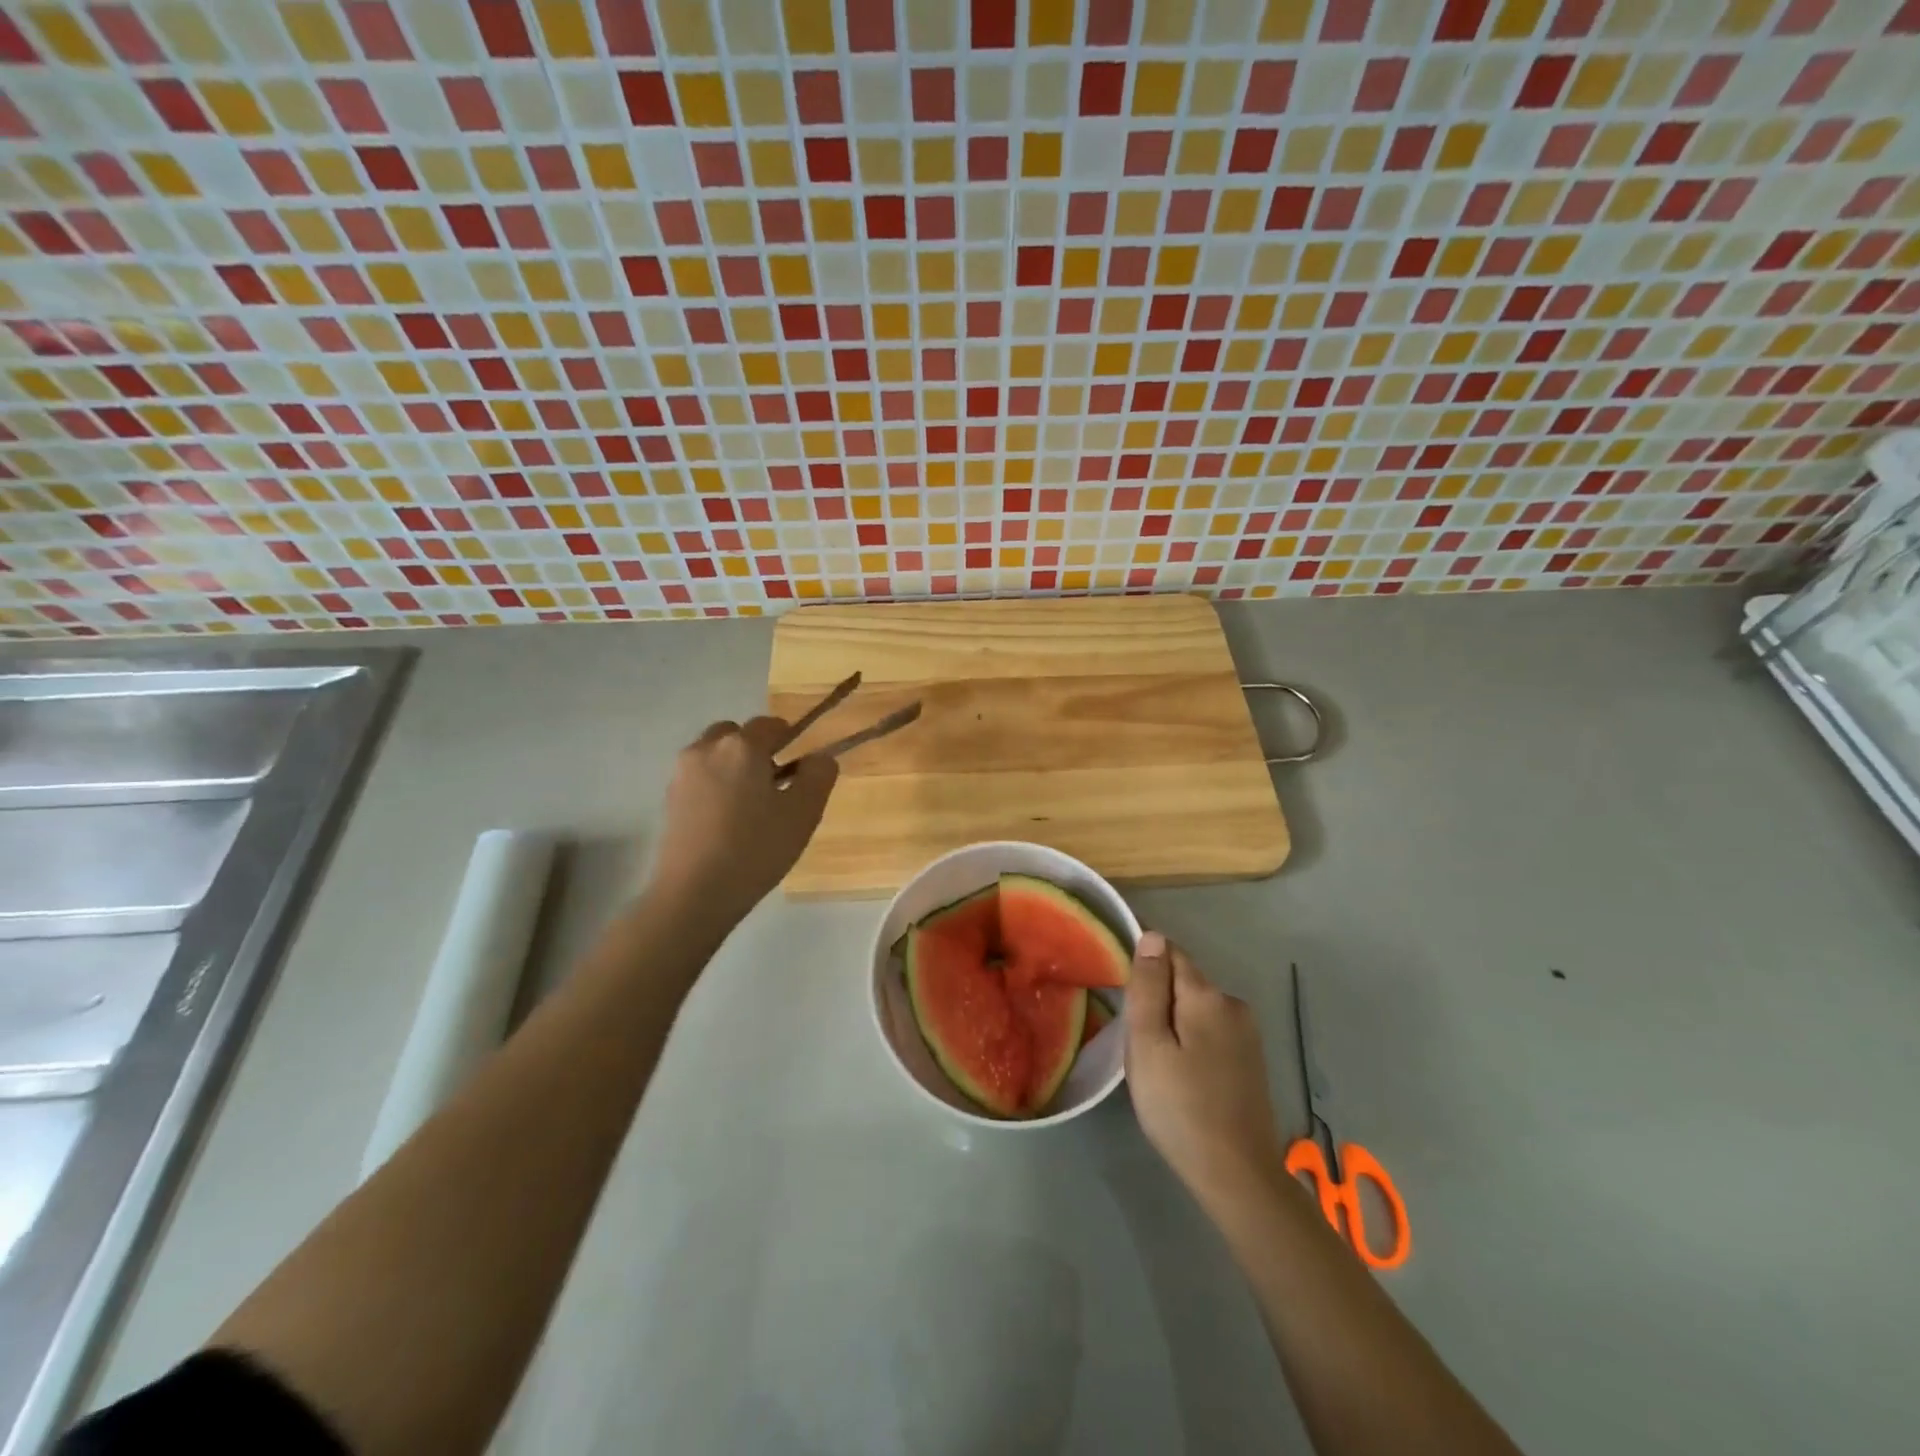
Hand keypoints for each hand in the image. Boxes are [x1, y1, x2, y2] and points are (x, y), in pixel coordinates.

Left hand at [649, 717, 837, 924]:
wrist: (693, 893)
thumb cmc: (756, 849)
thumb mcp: (803, 813)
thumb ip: (818, 775)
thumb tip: (819, 757)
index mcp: (742, 747)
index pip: (770, 725)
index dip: (789, 738)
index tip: (799, 766)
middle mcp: (707, 749)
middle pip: (736, 734)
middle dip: (755, 749)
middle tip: (774, 784)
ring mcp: (682, 773)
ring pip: (714, 754)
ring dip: (733, 766)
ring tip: (749, 806)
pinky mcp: (669, 798)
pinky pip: (699, 777)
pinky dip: (715, 785)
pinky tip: (726, 821)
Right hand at [1126, 932, 1288, 1215]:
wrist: (1237, 1176)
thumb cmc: (1180, 1107)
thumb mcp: (1148, 1044)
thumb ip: (1149, 986)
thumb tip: (1153, 935)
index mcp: (1207, 996)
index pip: (1170, 951)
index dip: (1143, 960)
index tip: (1118, 984)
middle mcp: (1233, 1004)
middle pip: (1184, 980)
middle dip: (1157, 995)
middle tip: (1133, 1038)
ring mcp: (1247, 1034)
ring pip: (1196, 1007)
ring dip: (1173, 1019)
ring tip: (1154, 1060)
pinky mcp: (1251, 1060)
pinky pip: (1210, 1030)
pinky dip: (1190, 1038)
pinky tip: (1181, 1073)